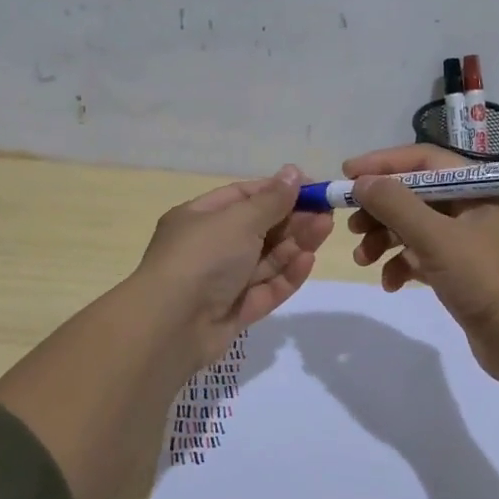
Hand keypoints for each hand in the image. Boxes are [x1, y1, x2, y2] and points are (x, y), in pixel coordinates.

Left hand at [136, 165, 333, 365]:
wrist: (170, 326)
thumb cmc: (202, 258)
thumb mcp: (238, 220)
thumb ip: (271, 200)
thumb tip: (293, 172)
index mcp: (199, 218)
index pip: (243, 197)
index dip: (278, 191)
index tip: (312, 188)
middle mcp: (210, 248)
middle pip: (259, 229)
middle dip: (293, 219)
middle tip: (327, 211)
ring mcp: (222, 282)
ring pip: (266, 259)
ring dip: (295, 244)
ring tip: (325, 229)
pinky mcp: (235, 312)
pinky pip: (265, 289)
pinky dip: (286, 275)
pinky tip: (308, 260)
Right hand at [344, 145, 498, 382]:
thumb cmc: (487, 280)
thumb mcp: (437, 238)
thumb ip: (395, 205)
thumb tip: (361, 181)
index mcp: (481, 187)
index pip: (424, 160)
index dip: (383, 164)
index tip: (347, 175)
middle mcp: (478, 207)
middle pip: (417, 194)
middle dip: (381, 210)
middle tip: (351, 226)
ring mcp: (472, 241)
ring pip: (418, 227)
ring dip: (386, 240)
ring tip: (362, 260)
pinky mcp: (466, 271)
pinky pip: (426, 256)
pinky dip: (404, 265)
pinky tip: (390, 284)